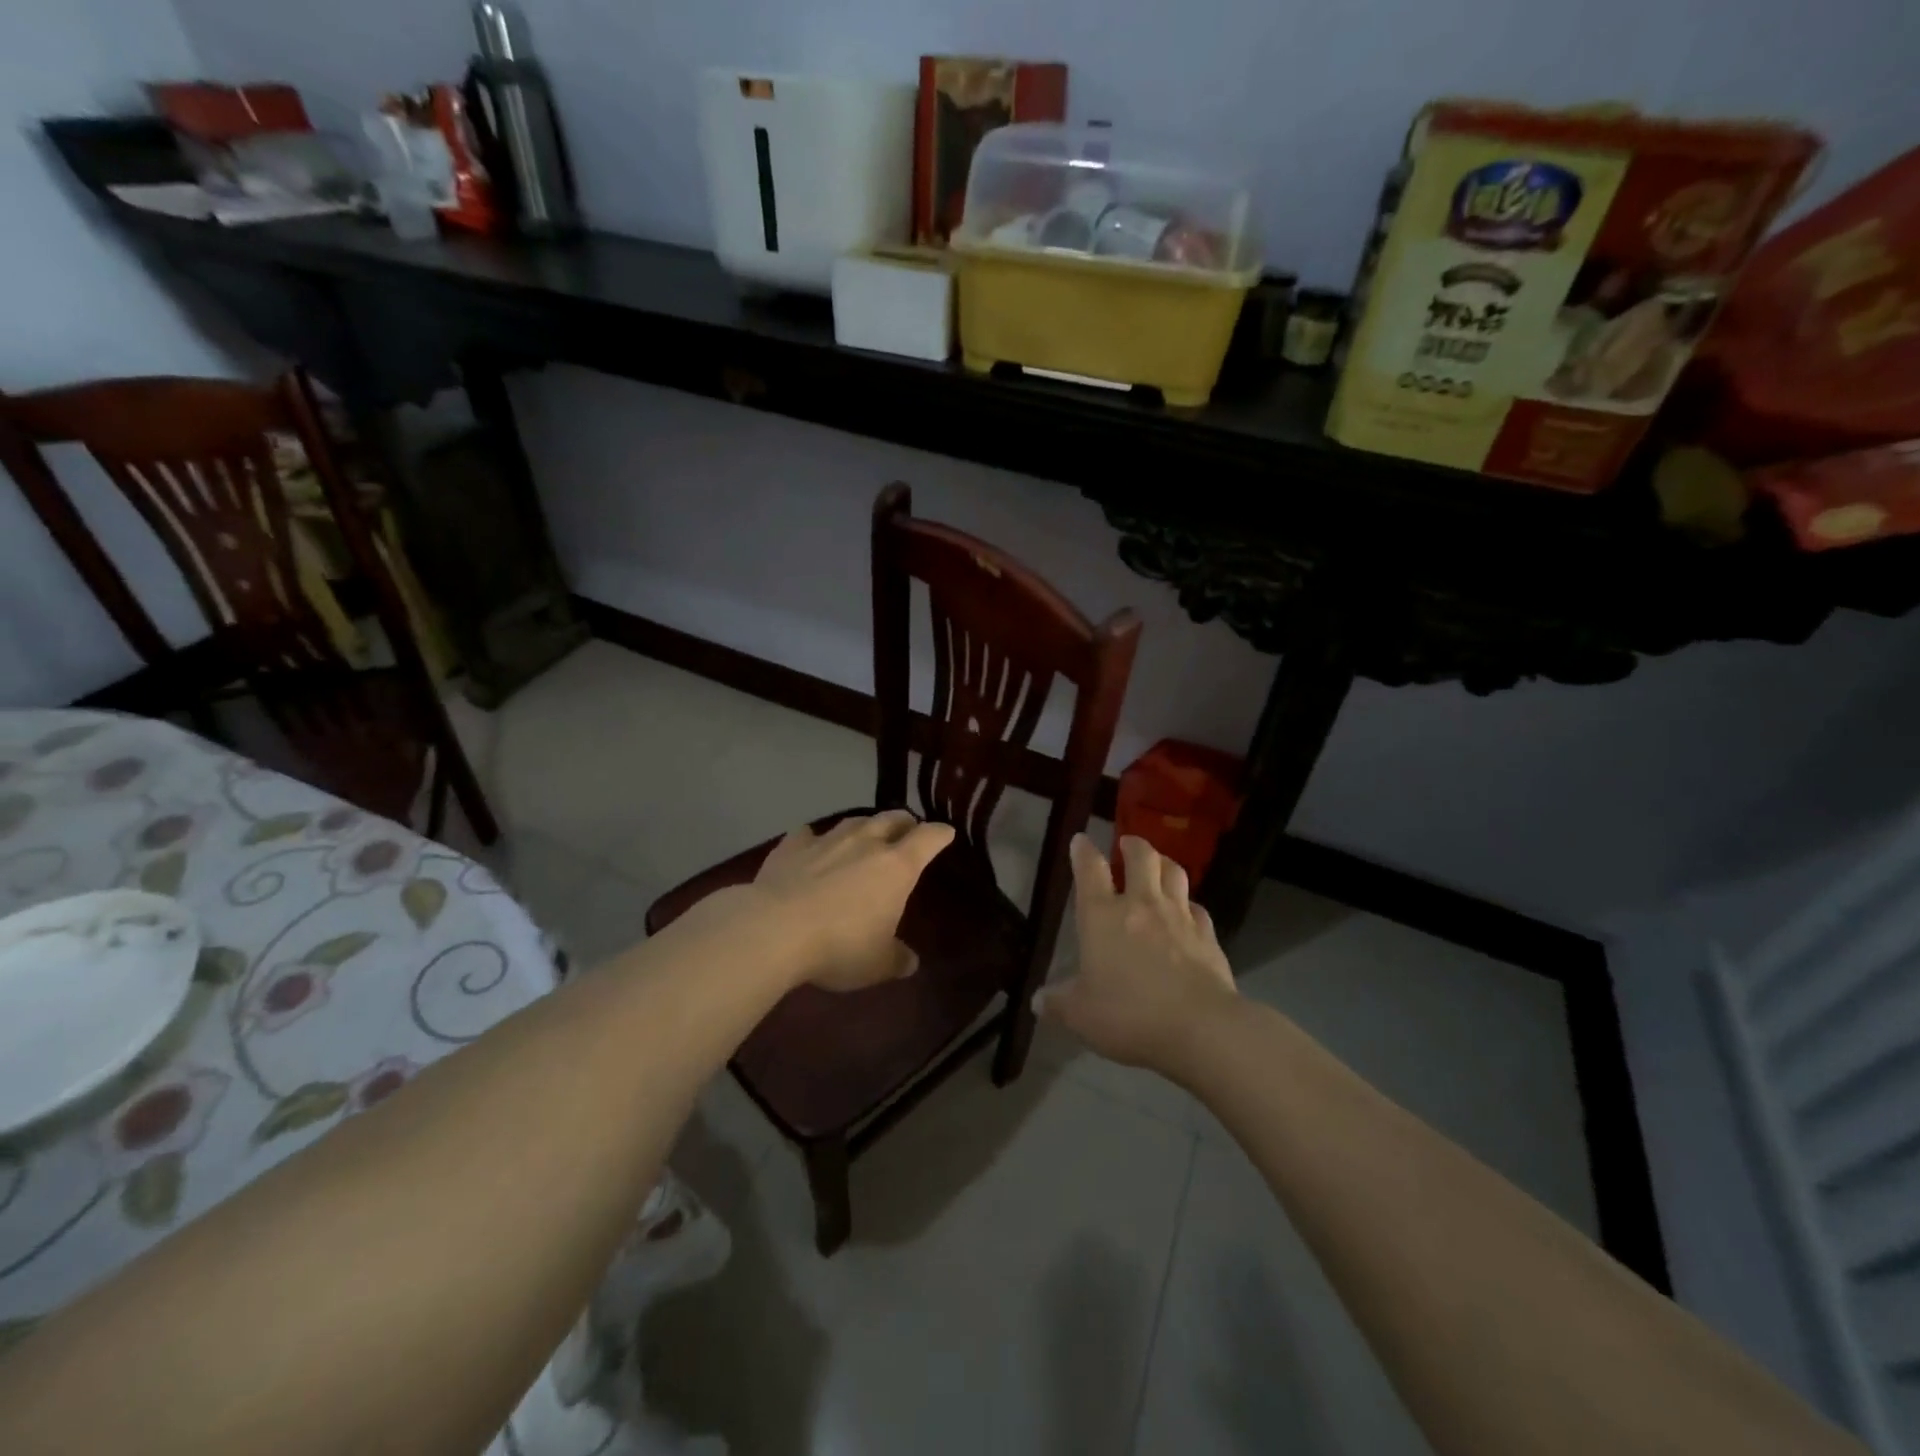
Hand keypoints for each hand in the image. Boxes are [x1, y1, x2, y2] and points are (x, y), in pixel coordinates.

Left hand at [749, 811, 953, 991]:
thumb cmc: (840, 946)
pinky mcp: (790, 847)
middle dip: (904, 822)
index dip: (940, 834)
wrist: (774, 930)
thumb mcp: (877, 964)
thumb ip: (897, 959)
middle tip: (907, 829)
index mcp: (897, 867)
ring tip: (865, 834)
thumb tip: (910, 962)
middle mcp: (865, 843)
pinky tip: (810, 843)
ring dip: (864, 826)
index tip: (946, 834)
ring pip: (853, 821)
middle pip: (891, 819)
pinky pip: (807, 834)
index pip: (928, 838)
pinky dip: (814, 837)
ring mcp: (826, 840)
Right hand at [1037, 834, 1237, 1075]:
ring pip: (1174, 873)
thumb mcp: (1081, 1015)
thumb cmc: (1130, 1014)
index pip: (1090, 870)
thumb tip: (1036, 1001)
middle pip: (1141, 857)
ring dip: (1164, 862)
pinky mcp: (1208, 935)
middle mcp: (1141, 905)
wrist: (1201, 1027)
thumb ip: (1058, 1004)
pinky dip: (1188, 904)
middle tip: (1126, 843)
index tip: (1081, 839)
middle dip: (1132, 845)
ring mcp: (1178, 916)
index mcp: (1102, 916)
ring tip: (1158, 864)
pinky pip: (1197, 907)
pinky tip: (1187, 912)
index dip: (1083, 851)